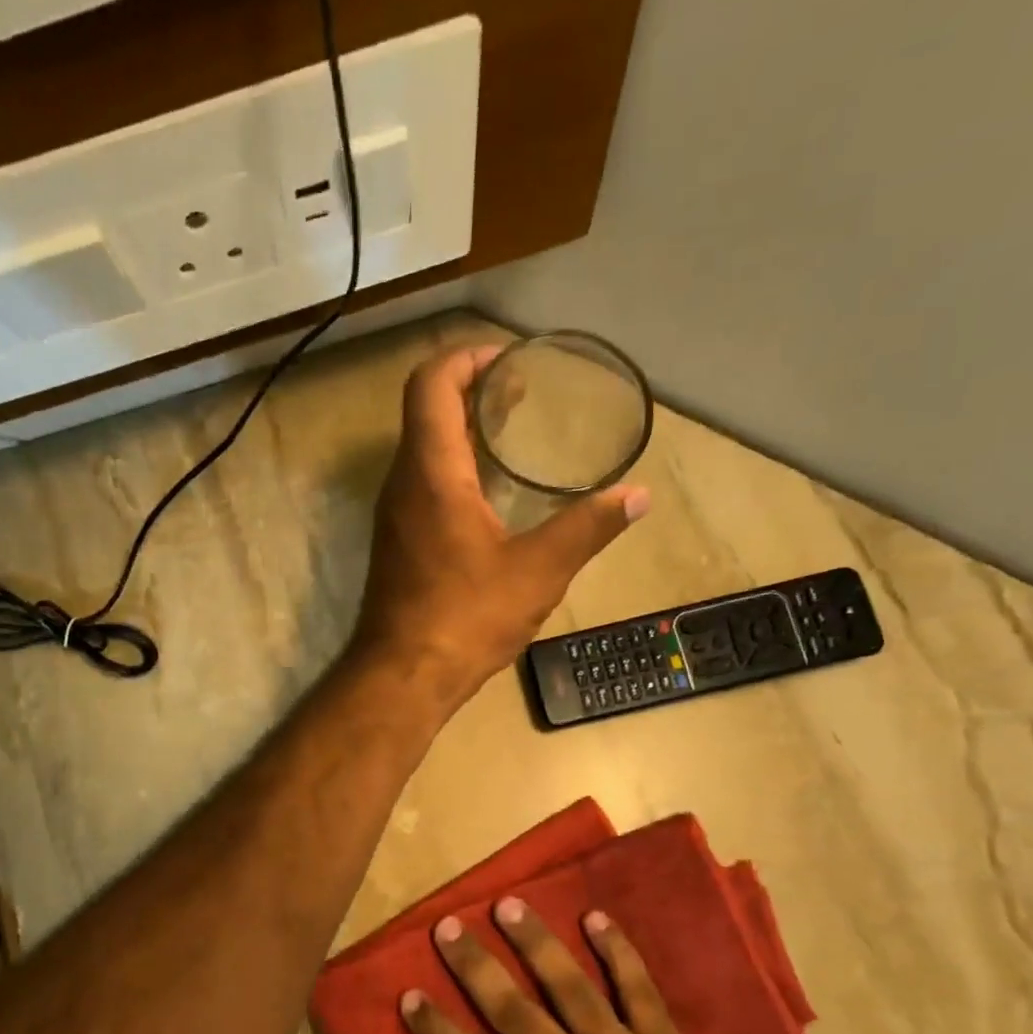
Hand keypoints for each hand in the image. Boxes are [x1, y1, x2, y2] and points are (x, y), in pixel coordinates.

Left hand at [352, 345, 648, 711]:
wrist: (402, 676)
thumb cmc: (465, 617)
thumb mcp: (538, 571)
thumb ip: (587, 528)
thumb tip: (638, 497)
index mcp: (431, 472)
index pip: (430, 383)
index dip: (465, 357)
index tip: (508, 359)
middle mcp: (402, 483)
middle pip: (424, 410)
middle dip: (469, 389)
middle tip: (521, 392)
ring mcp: (394, 515)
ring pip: (421, 449)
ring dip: (459, 430)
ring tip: (510, 434)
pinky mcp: (397, 543)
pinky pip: (421, 483)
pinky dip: (453, 468)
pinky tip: (490, 494)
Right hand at [401, 900, 757, 1033]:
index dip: (440, 1032)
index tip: (409, 994)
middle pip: (515, 1012)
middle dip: (477, 968)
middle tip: (450, 927)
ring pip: (571, 988)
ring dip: (537, 944)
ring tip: (509, 904)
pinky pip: (639, 990)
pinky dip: (619, 952)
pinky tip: (596, 916)